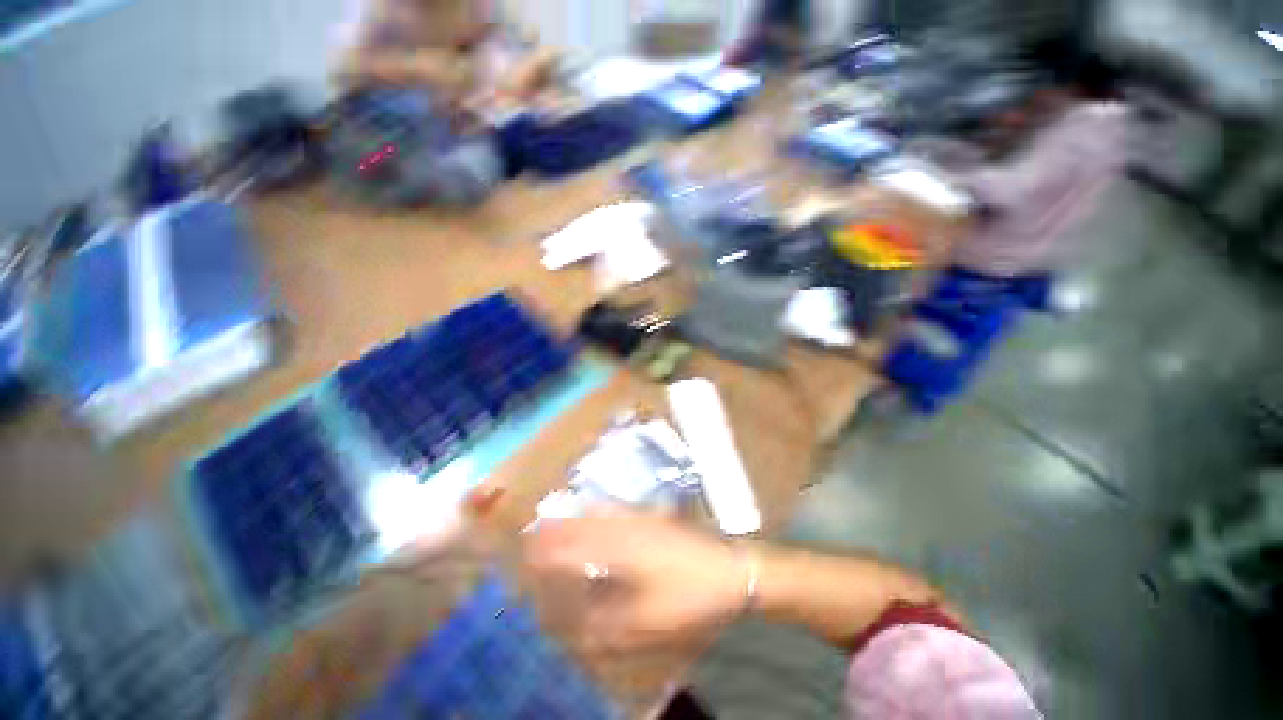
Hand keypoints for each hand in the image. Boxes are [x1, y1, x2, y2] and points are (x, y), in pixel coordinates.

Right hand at [521, 509, 748, 651]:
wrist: (730, 570)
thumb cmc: (689, 597)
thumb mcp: (647, 624)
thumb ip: (603, 627)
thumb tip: (570, 626)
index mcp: (618, 549)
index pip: (570, 544)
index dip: (545, 550)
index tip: (524, 555)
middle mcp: (623, 527)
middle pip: (579, 523)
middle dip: (552, 531)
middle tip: (531, 540)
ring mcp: (639, 519)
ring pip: (594, 514)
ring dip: (571, 521)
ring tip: (554, 528)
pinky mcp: (651, 519)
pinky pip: (613, 511)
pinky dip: (594, 515)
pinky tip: (593, 519)